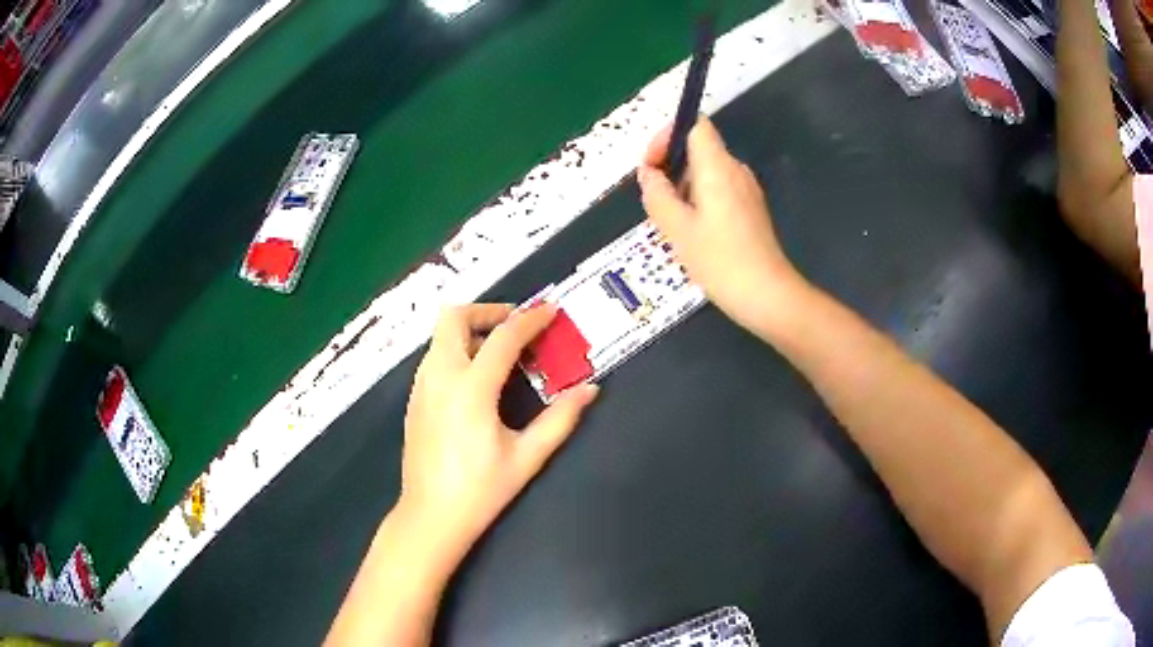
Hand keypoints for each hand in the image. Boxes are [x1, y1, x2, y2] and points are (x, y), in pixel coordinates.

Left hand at [399, 304, 598, 557]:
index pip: (503, 337)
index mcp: (470, 389)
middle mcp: (440, 377)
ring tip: (501, 352)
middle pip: (453, 317)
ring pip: (440, 335)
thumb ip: (560, 419)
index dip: (531, 319)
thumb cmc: (480, 490)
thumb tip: (590, 390)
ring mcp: (421, 386)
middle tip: (516, 326)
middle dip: (487, 311)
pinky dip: (457, 350)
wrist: (430, 516)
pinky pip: (434, 356)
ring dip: (471, 330)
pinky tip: (478, 379)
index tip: (551, 311)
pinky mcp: (414, 398)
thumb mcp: (527, 457)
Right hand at [637, 117, 805, 331]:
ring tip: (670, 220)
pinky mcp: (750, 209)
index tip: (652, 166)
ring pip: (707, 171)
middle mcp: (735, 170)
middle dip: (670, 165)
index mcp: (718, 166)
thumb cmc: (719, 260)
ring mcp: (746, 189)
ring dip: (682, 185)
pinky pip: (718, 189)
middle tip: (654, 199)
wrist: (766, 294)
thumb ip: (657, 194)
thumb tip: (648, 174)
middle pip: (698, 147)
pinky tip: (691, 231)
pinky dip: (698, 199)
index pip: (694, 125)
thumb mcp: (676, 228)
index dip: (667, 136)